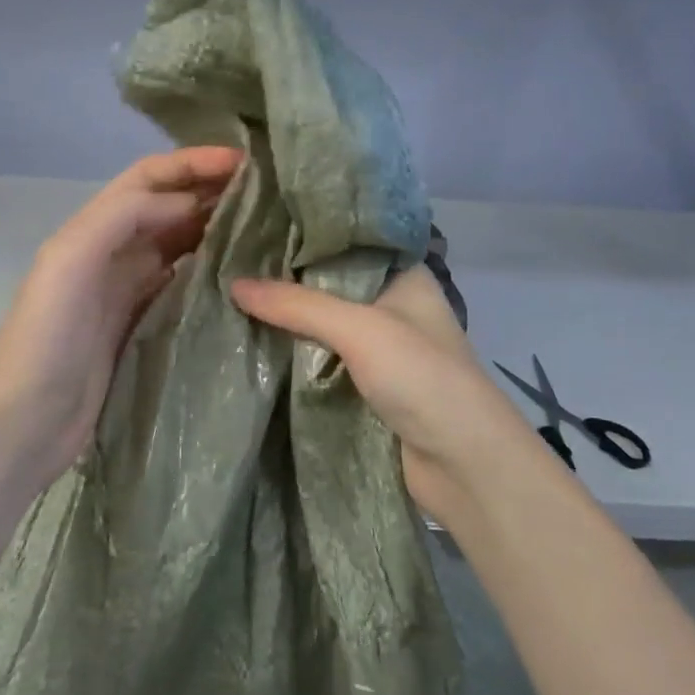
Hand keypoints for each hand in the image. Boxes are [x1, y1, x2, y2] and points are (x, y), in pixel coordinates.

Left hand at [0, 147, 243, 487]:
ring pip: (181, 246)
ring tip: (268, 227)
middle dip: (213, 192)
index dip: (193, 163)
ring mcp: (129, 293)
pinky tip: (244, 277)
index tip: (246, 161)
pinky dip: (213, 275)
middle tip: (271, 192)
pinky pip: (185, 289)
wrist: (27, 421)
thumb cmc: (47, 336)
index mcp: (94, 230)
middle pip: (170, 209)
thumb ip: (123, 217)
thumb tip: (187, 202)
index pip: (149, 179)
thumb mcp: (72, 259)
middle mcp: (113, 254)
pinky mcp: (144, 329)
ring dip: (218, 231)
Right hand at [230, 265, 559, 532]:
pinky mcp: (368, 386)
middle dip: (286, 281)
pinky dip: (295, 355)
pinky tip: (256, 342)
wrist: (464, 465)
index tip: (254, 230)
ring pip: (323, 325)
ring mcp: (381, 349)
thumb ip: (297, 305)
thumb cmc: (422, 377)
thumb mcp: (360, 329)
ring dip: (287, 320)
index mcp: (404, 276)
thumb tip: (233, 284)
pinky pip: (323, 360)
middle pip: (329, 285)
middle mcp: (392, 306)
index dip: (304, 236)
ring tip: (232, 297)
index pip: (347, 243)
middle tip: (231, 264)